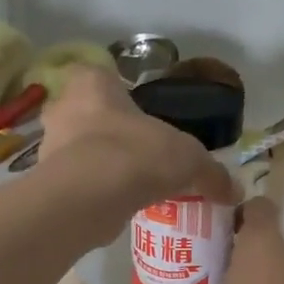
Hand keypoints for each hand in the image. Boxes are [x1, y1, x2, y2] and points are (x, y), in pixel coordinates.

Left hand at [39, 66, 236, 220]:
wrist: (88, 198)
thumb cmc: (136, 155)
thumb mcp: (188, 159)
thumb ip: (211, 172)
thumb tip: (235, 190)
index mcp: (92, 83)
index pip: (102, 76)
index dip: (121, 95)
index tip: (140, 117)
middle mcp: (63, 107)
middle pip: (90, 115)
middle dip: (111, 133)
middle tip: (140, 154)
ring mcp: (49, 147)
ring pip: (80, 151)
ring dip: (101, 165)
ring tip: (131, 185)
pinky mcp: (47, 183)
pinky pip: (76, 183)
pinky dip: (93, 192)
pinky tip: (117, 207)